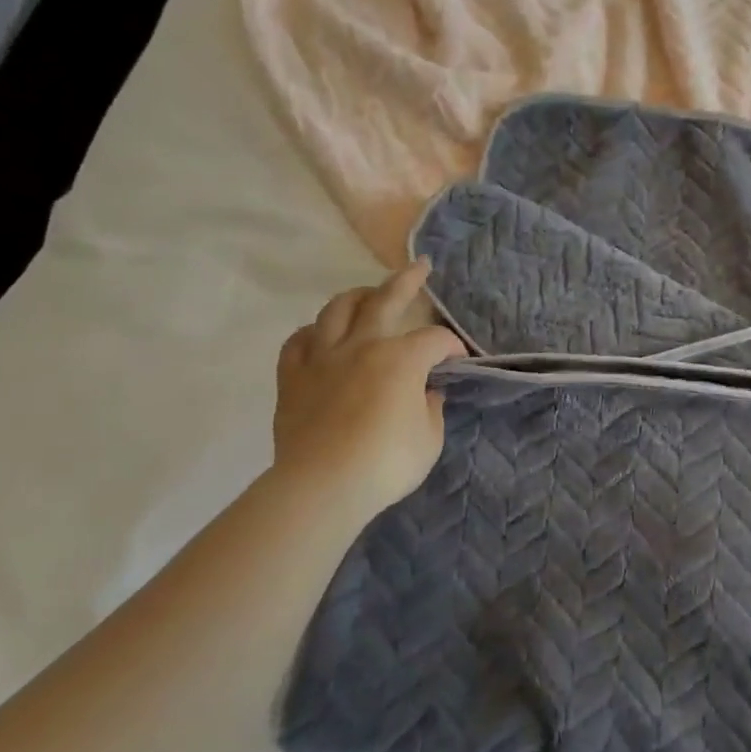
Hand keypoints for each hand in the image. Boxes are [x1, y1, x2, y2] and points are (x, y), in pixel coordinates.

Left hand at [273, 260, 465, 518]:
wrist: (322, 486)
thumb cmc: (385, 463)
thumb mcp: (429, 439)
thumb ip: (430, 408)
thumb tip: (424, 392)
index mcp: (401, 358)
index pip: (435, 340)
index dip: (451, 346)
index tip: (457, 361)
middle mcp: (362, 345)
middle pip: (386, 300)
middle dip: (407, 280)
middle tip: (419, 266)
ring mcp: (323, 358)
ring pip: (337, 310)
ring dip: (356, 296)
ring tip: (367, 294)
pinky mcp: (293, 377)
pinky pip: (298, 342)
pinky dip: (312, 333)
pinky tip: (320, 335)